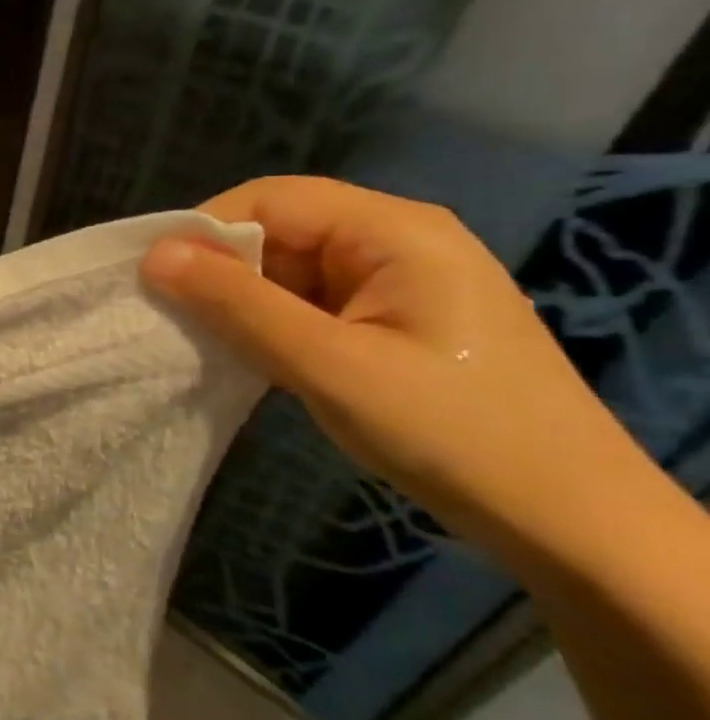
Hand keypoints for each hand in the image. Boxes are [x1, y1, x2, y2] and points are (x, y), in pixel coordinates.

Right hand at [140, 176, 653, 564]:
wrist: (567, 521)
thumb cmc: (451, 433)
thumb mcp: (329, 366)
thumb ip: (238, 305)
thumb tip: (154, 256)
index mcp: (396, 232)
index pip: (271, 199)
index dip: (204, 229)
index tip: (154, 278)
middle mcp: (396, 241)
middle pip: (279, 228)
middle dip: (220, 267)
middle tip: (172, 315)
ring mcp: (396, 281)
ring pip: (288, 266)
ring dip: (241, 298)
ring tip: (203, 337)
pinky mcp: (391, 318)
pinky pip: (308, 299)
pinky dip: (268, 320)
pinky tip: (247, 352)